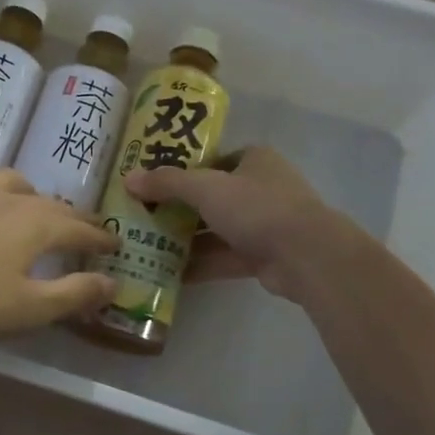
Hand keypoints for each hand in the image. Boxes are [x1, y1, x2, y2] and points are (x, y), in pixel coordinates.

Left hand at [0, 170, 117, 344]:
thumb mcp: (28, 308)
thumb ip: (73, 294)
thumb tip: (114, 283)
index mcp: (37, 223)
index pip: (81, 228)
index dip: (101, 239)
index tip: (116, 244)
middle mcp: (10, 199)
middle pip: (53, 204)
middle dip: (75, 218)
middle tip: (88, 229)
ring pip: (16, 185)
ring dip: (36, 197)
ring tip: (37, 211)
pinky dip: (2, 199)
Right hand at [123, 146, 361, 305]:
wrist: (306, 255)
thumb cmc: (257, 207)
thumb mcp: (206, 188)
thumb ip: (167, 183)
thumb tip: (128, 179)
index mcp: (254, 160)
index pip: (212, 159)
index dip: (182, 169)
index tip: (152, 183)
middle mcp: (260, 188)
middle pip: (211, 196)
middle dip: (178, 208)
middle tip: (142, 216)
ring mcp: (263, 224)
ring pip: (216, 229)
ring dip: (186, 239)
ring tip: (147, 246)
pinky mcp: (262, 256)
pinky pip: (223, 257)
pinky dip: (200, 264)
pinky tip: (168, 274)